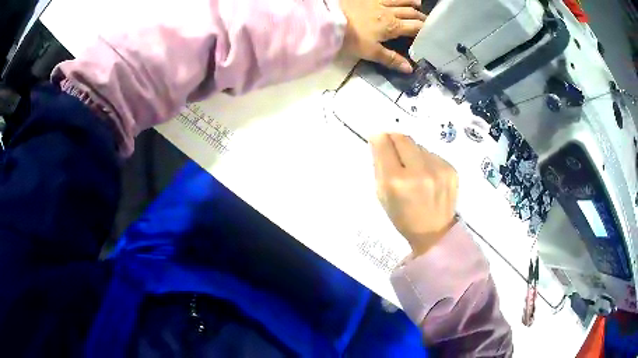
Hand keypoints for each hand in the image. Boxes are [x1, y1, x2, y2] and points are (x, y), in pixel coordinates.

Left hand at [339, 0, 425, 72]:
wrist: (329, 20)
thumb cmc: (351, 38)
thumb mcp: (371, 52)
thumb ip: (391, 59)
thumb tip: (410, 69)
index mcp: (393, 26)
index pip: (415, 27)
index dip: (425, 30)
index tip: (432, 33)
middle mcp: (389, 12)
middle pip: (410, 13)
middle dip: (421, 16)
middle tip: (427, 20)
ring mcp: (378, 2)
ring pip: (400, 0)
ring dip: (411, 2)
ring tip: (418, 3)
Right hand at [371, 133, 457, 255]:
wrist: (434, 232)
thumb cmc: (402, 216)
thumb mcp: (382, 194)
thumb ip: (379, 165)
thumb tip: (378, 137)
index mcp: (396, 181)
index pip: (384, 144)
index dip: (379, 138)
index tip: (378, 137)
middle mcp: (418, 171)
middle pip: (403, 138)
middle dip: (395, 140)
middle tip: (394, 149)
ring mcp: (438, 169)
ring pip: (418, 146)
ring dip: (412, 153)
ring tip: (414, 170)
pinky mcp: (451, 169)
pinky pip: (432, 154)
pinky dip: (426, 161)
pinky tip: (428, 176)